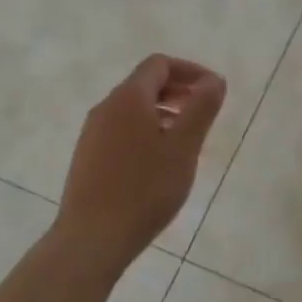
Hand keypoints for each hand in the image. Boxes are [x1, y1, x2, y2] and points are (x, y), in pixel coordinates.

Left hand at [55, 55, 226, 271]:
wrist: (92, 237)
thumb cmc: (145, 189)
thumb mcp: (183, 147)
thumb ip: (201, 109)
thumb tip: (214, 80)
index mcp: (129, 98)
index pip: (159, 65)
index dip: (190, 71)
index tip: (214, 91)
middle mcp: (106, 107)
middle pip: (145, 84)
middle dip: (178, 91)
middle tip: (204, 113)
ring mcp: (92, 133)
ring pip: (133, 109)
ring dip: (163, 113)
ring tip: (187, 139)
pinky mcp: (88, 157)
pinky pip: (122, 130)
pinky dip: (146, 131)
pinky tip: (159, 162)